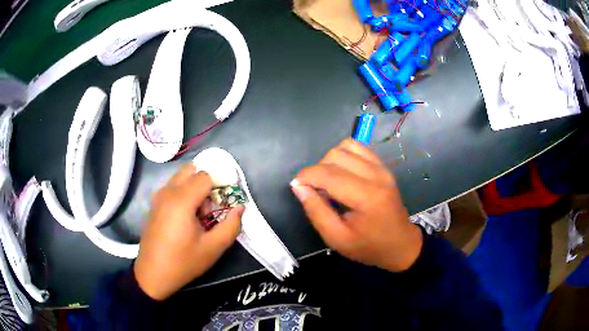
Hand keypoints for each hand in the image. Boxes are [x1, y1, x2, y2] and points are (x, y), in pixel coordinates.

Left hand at [134, 165, 243, 300]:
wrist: (152, 274)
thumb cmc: (183, 262)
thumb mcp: (213, 248)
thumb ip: (231, 225)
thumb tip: (241, 207)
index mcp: (181, 200)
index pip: (205, 175)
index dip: (220, 183)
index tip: (227, 199)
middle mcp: (167, 192)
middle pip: (191, 170)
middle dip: (206, 182)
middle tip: (213, 205)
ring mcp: (158, 197)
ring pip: (181, 177)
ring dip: (194, 187)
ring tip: (200, 213)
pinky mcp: (154, 204)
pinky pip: (172, 187)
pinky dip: (184, 192)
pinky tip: (186, 217)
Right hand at [290, 138, 422, 271]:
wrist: (400, 244)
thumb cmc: (369, 246)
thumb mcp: (337, 238)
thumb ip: (316, 212)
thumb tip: (298, 187)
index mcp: (366, 197)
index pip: (328, 173)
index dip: (306, 176)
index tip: (297, 186)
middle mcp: (376, 175)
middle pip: (335, 155)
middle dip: (317, 169)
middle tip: (316, 190)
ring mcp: (382, 167)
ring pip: (346, 146)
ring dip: (330, 160)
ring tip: (330, 181)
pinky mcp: (383, 165)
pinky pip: (358, 147)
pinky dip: (344, 155)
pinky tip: (342, 173)